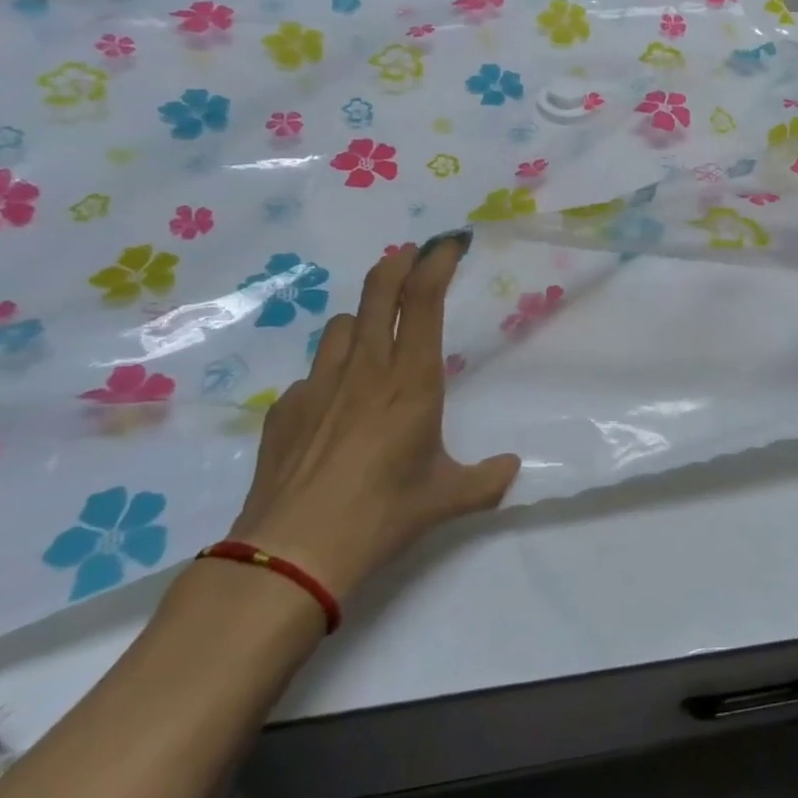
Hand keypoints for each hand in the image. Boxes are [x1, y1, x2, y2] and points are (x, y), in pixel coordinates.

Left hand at [225, 234, 520, 598]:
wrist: (292, 553)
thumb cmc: (382, 515)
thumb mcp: (446, 499)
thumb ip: (486, 480)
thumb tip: (511, 469)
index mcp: (410, 381)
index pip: (422, 300)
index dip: (436, 261)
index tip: (450, 243)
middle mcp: (365, 369)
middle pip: (377, 291)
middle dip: (398, 263)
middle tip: (412, 256)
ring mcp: (319, 385)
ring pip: (342, 325)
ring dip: (363, 318)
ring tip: (375, 335)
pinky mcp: (285, 408)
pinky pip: (314, 373)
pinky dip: (331, 373)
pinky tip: (335, 406)